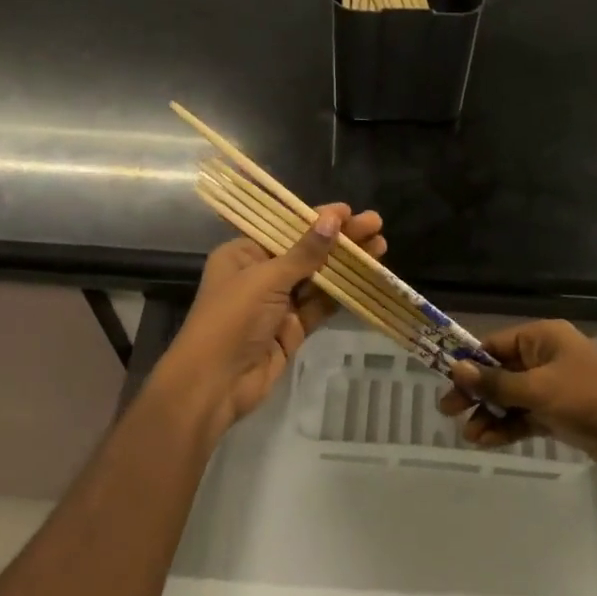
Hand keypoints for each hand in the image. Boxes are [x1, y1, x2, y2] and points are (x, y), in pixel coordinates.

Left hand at [155, 204, 386, 444]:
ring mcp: (278, 304)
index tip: (350, 211)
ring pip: (318, 278)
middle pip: (306, 251)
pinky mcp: (293, 329)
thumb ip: (304, 252)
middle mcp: (260, 274)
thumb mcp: (267, 279)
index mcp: (243, 254)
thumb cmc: (232, 319)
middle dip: (340, 239)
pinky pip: (321, 306)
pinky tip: (367, 278)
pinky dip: (343, 293)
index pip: (286, 228)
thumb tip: (334, 219)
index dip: (318, 219)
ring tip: (381, 247)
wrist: (215, 384)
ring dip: (347, 264)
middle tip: (376, 225)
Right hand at [438, 320, 596, 480]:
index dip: (469, 363)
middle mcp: (545, 358)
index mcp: (542, 338)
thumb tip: (457, 367)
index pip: (495, 345)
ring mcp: (552, 387)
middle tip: (448, 411)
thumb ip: (496, 382)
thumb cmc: (589, 398)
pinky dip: (507, 427)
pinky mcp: (558, 414)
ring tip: (470, 436)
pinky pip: (524, 417)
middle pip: (499, 372)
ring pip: (510, 398)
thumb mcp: (538, 389)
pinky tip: (487, 441)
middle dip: (476, 392)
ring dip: (489, 415)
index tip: (446, 382)